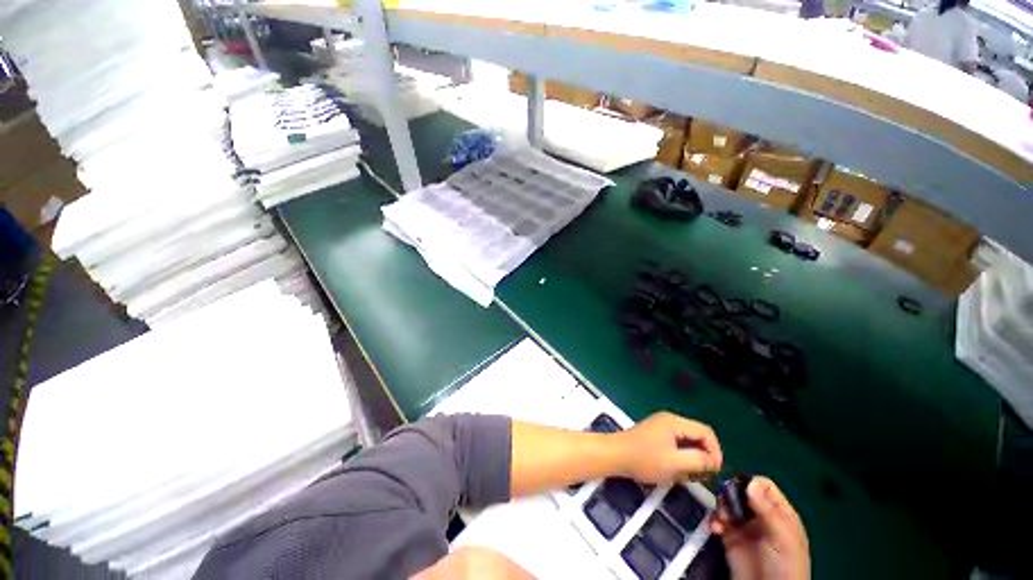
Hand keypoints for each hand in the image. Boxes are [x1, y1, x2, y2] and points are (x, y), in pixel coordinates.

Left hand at [613, 412, 721, 484]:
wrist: (615, 455)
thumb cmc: (644, 459)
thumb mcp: (674, 463)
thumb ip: (698, 461)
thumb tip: (713, 461)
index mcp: (675, 422)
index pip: (706, 432)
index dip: (715, 452)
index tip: (713, 472)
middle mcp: (670, 420)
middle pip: (697, 436)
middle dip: (703, 456)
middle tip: (699, 475)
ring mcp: (662, 426)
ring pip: (688, 441)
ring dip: (691, 458)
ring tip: (686, 474)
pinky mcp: (656, 434)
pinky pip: (677, 444)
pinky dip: (681, 457)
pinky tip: (675, 470)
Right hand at [710, 477, 809, 579]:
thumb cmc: (784, 566)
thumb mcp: (782, 539)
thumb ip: (767, 511)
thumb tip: (750, 482)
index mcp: (779, 513)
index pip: (764, 486)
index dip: (751, 483)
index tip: (740, 490)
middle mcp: (760, 516)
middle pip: (741, 491)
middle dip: (730, 493)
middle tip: (726, 504)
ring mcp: (744, 526)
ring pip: (727, 503)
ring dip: (720, 507)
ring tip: (720, 519)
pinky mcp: (729, 537)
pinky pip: (717, 519)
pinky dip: (713, 520)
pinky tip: (714, 528)